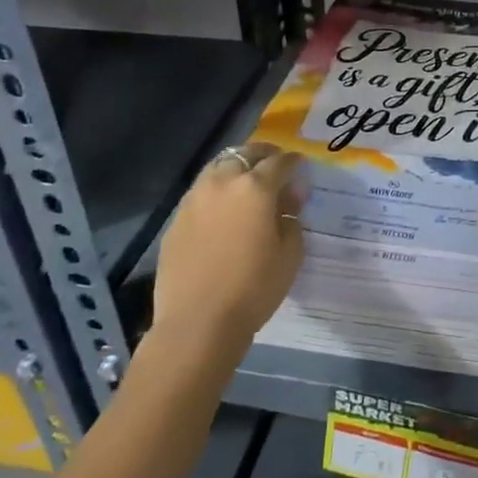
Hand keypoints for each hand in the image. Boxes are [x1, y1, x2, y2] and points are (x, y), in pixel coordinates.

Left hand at [154, 142, 302, 340]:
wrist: (198, 322)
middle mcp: (222, 183)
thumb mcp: (290, 254)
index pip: (279, 162)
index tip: (301, 165)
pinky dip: (217, 190)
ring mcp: (194, 199)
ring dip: (236, 168)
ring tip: (247, 182)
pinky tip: (223, 209)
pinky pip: (201, 192)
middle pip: (244, 154)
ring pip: (218, 167)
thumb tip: (288, 200)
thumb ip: (292, 218)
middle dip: (263, 155)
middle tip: (274, 166)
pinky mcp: (176, 218)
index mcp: (255, 188)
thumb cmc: (254, 288)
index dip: (293, 162)